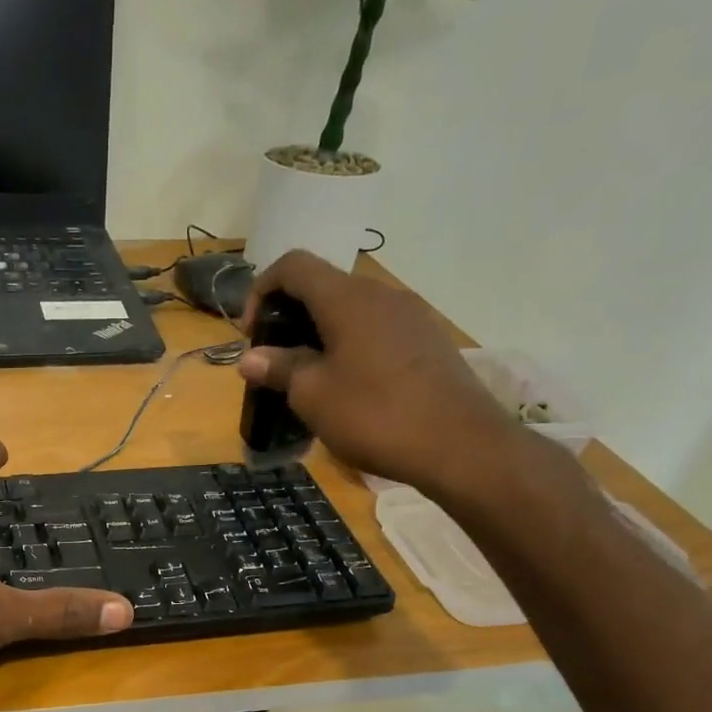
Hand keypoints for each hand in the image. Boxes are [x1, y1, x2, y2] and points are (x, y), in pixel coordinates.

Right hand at [237, 250, 524, 499]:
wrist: (461, 446)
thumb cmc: (375, 415)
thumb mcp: (313, 396)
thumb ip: (279, 369)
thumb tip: (250, 358)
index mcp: (347, 299)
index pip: (293, 265)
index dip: (261, 290)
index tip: (252, 333)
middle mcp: (381, 295)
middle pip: (323, 287)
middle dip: (290, 318)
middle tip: (275, 361)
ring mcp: (411, 316)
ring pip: (351, 311)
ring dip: (320, 335)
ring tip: (309, 378)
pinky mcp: (428, 341)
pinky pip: (376, 331)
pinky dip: (350, 347)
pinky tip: (349, 388)